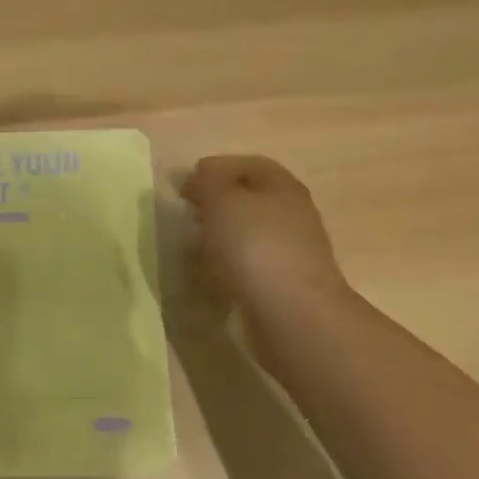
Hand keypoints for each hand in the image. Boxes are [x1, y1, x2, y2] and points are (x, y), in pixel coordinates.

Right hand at [181, 155, 351, 315]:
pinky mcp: (285, 283)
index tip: (185, 184)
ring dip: (223, 234)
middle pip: (251, 198)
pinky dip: (231, 263)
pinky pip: (253, 263)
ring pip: (251, 232)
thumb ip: (207, 182)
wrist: (293, 314)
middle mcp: (293, 213)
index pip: (249, 164)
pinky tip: (214, 272)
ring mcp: (292, 250)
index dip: (215, 169)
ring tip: (196, 243)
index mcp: (282, 186)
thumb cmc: (255, 246)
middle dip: (218, 202)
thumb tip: (200, 178)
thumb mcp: (222, 200)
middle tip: (189, 211)